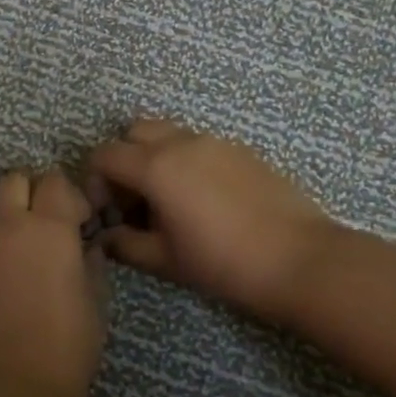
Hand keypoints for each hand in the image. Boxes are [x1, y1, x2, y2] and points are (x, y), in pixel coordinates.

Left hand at [0, 169, 107, 396]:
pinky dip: (7, 250)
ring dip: (20, 222)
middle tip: (58, 227)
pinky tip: (23, 285)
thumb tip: (87, 248)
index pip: (55, 181)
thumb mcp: (96, 304)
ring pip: (0, 214)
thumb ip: (92, 265)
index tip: (86, 224)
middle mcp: (10, 229)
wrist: (6, 391)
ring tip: (43, 262)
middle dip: (37, 192)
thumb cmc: (65, 348)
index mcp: (48, 229)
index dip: (73, 195)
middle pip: (16, 181)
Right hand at [86, 119, 334, 323]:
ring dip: (155, 158)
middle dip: (124, 161)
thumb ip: (125, 244)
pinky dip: (186, 161)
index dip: (95, 183)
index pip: (104, 155)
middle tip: (135, 201)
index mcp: (156, 166)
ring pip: (169, 134)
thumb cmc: (223, 263)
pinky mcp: (242, 150)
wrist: (300, 260)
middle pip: (133, 133)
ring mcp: (216, 142)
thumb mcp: (165, 260)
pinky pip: (199, 144)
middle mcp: (182, 142)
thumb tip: (107, 237)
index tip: (108, 214)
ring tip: (169, 201)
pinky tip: (204, 201)